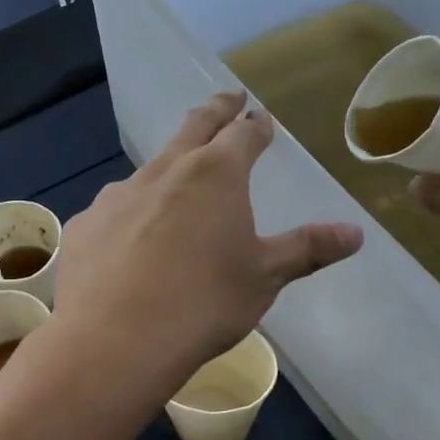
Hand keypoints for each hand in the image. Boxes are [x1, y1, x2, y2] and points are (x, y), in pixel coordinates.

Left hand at [56, 93, 362, 391]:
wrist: (116, 340)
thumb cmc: (203, 304)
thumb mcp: (264, 278)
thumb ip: (306, 249)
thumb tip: (355, 233)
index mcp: (215, 174)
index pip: (242, 134)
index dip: (255, 126)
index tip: (260, 119)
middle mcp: (164, 172)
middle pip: (193, 128)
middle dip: (215, 111)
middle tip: (226, 99)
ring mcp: (117, 196)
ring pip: (149, 170)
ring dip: (167, 169)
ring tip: (174, 184)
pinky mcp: (85, 225)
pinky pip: (114, 211)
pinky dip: (129, 215)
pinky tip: (127, 242)